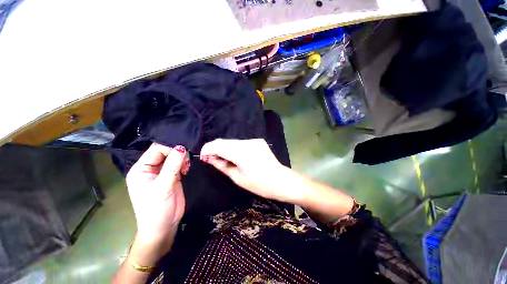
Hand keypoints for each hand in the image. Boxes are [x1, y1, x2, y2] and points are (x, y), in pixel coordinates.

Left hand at [125, 143, 188, 260]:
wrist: (164, 227)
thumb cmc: (156, 210)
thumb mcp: (163, 187)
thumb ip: (172, 166)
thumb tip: (181, 148)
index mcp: (141, 169)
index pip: (156, 150)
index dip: (170, 149)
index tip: (183, 154)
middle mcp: (151, 169)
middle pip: (165, 152)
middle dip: (178, 154)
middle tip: (187, 162)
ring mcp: (162, 172)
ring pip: (174, 157)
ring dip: (182, 159)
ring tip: (186, 168)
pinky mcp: (172, 176)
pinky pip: (179, 164)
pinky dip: (185, 164)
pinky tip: (187, 170)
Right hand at [200, 139, 301, 202]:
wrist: (282, 181)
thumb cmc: (260, 185)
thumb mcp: (238, 178)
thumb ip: (222, 165)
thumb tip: (209, 158)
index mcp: (242, 153)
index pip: (219, 145)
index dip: (207, 149)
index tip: (203, 157)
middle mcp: (248, 142)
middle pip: (225, 142)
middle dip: (215, 149)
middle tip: (212, 160)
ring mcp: (254, 140)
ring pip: (233, 142)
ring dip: (225, 149)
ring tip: (224, 160)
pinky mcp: (258, 141)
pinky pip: (241, 143)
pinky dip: (235, 148)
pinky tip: (236, 157)